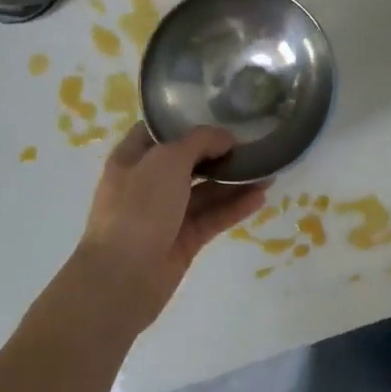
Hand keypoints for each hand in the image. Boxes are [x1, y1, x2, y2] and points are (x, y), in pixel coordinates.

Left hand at [73, 123, 267, 335]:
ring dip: (234, 181)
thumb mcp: (167, 160)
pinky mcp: (183, 240)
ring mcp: (166, 214)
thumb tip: (225, 138)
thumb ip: (199, 142)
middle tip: (252, 143)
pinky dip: (234, 207)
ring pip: (205, 191)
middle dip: (218, 153)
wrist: (122, 278)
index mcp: (132, 158)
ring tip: (268, 171)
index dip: (187, 120)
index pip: (160, 131)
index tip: (220, 114)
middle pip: (188, 161)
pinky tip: (261, 197)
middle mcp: (148, 183)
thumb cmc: (138, 207)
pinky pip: (212, 217)